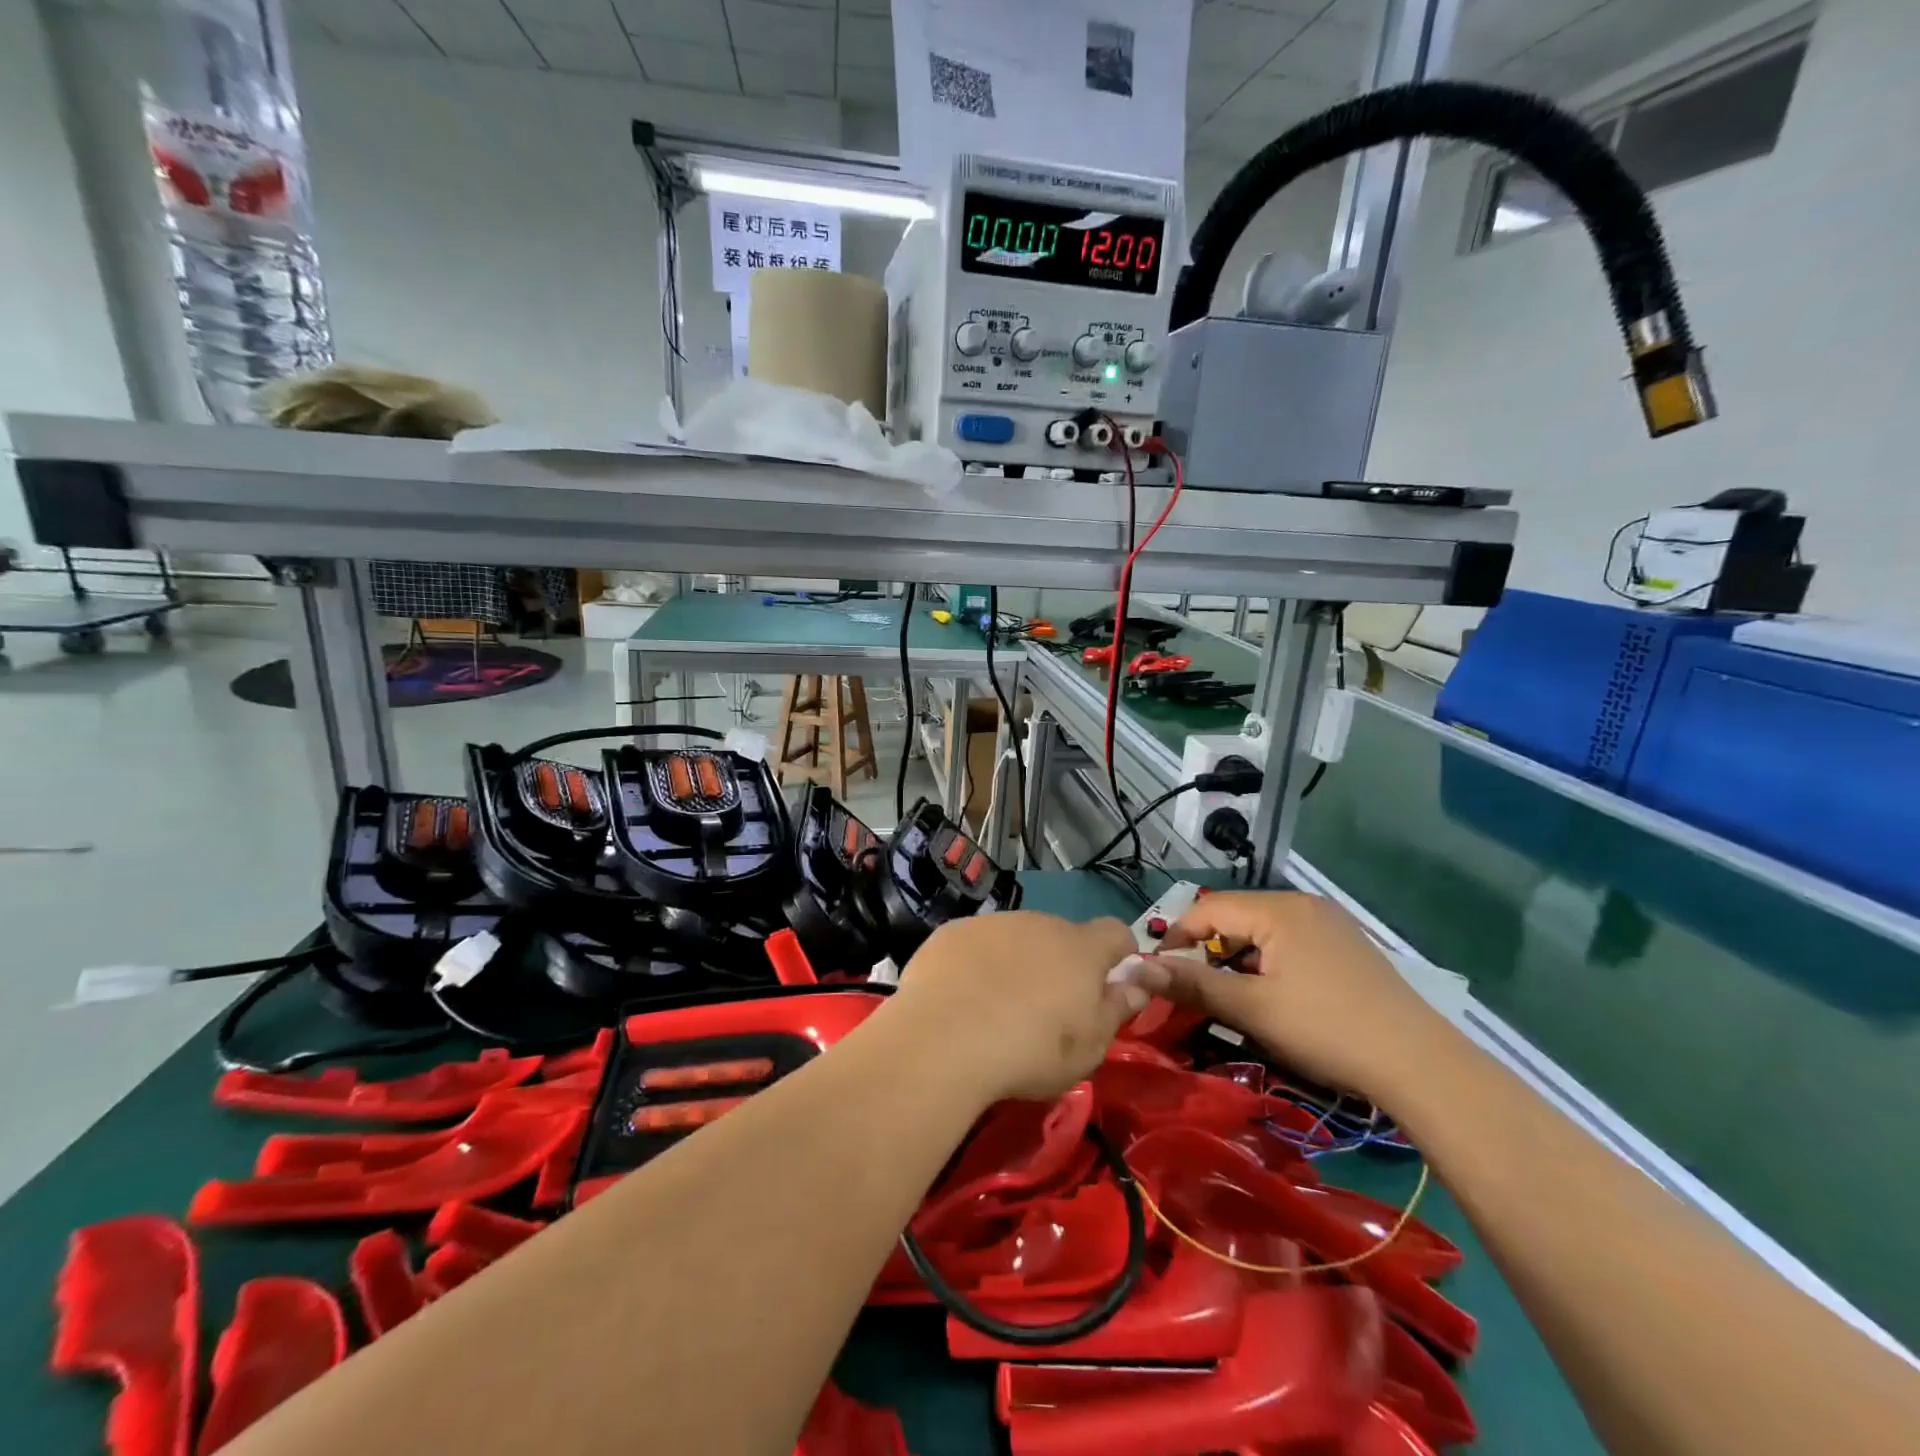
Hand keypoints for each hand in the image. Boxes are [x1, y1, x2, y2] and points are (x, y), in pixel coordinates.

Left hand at [882, 912, 1140, 1102]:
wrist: (945, 1040)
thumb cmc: (1031, 1051)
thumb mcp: (1089, 1048)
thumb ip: (1115, 1010)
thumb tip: (1136, 986)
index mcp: (1080, 948)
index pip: (1116, 932)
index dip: (1118, 953)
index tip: (1110, 980)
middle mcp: (1039, 923)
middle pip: (1060, 936)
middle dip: (1060, 963)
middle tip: (1045, 1009)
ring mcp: (993, 923)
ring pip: (1016, 938)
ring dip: (1016, 961)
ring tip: (997, 1007)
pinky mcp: (952, 933)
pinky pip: (976, 944)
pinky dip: (976, 964)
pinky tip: (961, 999)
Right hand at [1151, 891, 1440, 1098]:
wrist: (1421, 1065)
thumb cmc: (1327, 1030)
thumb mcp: (1252, 1008)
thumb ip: (1193, 984)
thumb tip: (1136, 968)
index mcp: (1278, 909)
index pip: (1208, 908)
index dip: (1177, 937)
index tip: (1160, 973)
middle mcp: (1303, 904)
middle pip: (1236, 916)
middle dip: (1208, 948)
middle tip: (1195, 989)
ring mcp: (1330, 923)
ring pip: (1263, 930)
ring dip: (1238, 957)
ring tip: (1232, 995)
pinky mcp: (1347, 945)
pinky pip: (1290, 941)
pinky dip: (1269, 961)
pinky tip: (1275, 994)